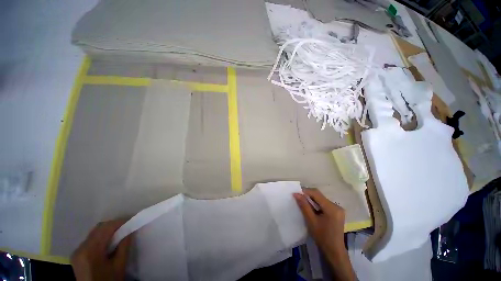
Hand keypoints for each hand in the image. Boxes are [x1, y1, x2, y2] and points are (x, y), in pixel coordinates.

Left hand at [71, 219, 131, 280]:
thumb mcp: (119, 265)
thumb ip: (124, 246)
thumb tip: (129, 230)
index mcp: (90, 251)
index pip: (105, 228)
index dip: (119, 222)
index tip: (131, 222)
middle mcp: (80, 248)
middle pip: (98, 228)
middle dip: (113, 226)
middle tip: (126, 228)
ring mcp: (77, 251)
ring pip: (94, 233)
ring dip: (107, 231)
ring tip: (119, 235)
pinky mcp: (77, 254)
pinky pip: (90, 239)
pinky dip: (101, 237)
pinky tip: (108, 243)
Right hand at [294, 188, 354, 280]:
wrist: (334, 251)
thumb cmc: (322, 237)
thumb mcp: (311, 220)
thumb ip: (304, 205)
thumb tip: (296, 193)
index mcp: (332, 208)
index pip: (316, 193)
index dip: (305, 191)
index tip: (296, 193)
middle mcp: (336, 206)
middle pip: (319, 195)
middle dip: (308, 195)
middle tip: (298, 197)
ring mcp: (338, 209)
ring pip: (321, 199)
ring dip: (312, 199)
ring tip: (303, 202)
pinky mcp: (337, 212)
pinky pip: (324, 203)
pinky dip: (316, 204)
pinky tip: (311, 208)